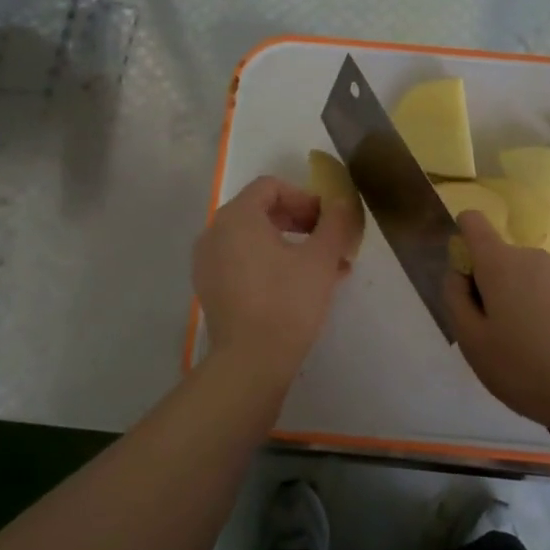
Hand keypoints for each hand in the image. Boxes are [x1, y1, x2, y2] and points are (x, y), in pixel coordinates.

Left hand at [194, 175, 361, 387]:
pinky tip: (301, 286)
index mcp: (237, 217)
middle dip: (300, 221)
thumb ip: (334, 223)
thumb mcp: (321, 259)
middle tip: (329, 240)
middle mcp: (215, 233)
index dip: (305, 197)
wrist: (251, 362)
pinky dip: (271, 264)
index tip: (328, 220)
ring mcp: (208, 263)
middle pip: (261, 211)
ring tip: (324, 267)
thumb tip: (340, 202)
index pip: (271, 187)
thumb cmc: (287, 301)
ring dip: (290, 245)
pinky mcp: (211, 289)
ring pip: (254, 240)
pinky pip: (243, 262)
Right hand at [442, 212, 549, 430]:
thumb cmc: (524, 366)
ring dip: (512, 300)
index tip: (463, 280)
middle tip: (489, 333)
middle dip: (486, 285)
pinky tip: (544, 349)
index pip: (473, 222)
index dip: (461, 240)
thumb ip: (455, 298)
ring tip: (518, 346)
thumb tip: (458, 272)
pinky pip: (544, 291)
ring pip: (521, 277)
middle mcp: (531, 257)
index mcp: (500, 262)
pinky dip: (536, 311)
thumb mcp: (471, 340)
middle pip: (496, 257)